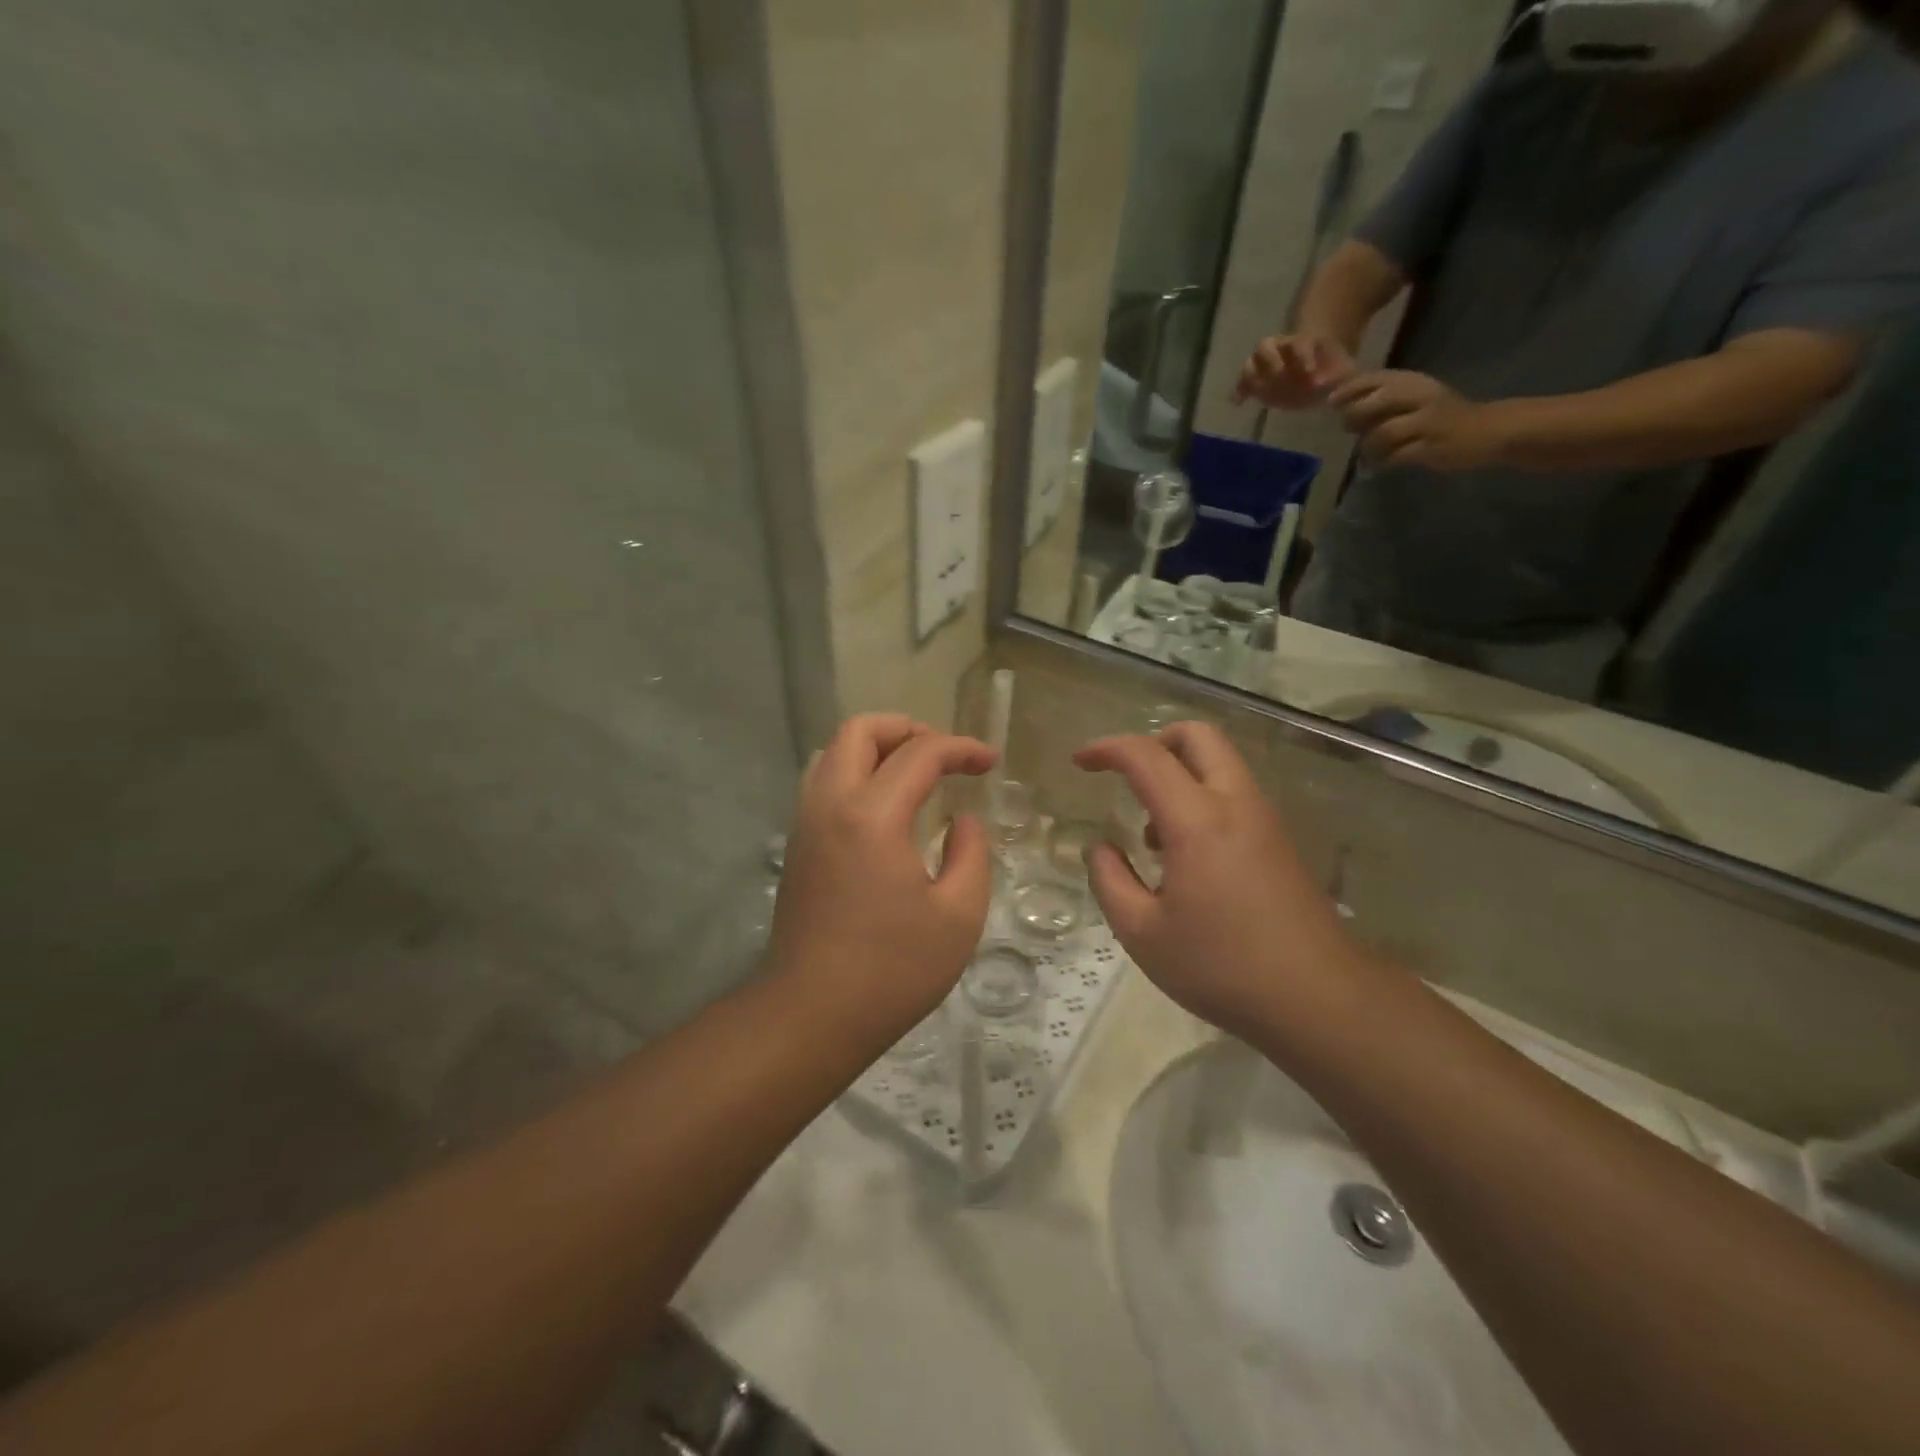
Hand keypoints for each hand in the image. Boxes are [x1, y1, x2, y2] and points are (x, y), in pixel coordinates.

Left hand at [770, 714, 996, 1036]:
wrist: (811, 1014)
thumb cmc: (892, 970)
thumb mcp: (958, 916)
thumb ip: (970, 854)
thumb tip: (962, 822)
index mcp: (872, 815)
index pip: (920, 753)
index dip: (961, 748)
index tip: (990, 762)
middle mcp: (830, 804)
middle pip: (859, 730)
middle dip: (908, 728)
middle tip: (943, 755)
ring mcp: (806, 822)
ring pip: (832, 751)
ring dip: (876, 748)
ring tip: (914, 774)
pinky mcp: (797, 845)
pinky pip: (822, 782)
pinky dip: (855, 772)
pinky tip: (884, 807)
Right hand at [1074, 723, 1359, 1038]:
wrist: (1319, 999)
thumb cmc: (1222, 966)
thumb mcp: (1143, 934)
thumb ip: (1110, 881)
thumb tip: (1101, 849)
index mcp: (1197, 821)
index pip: (1147, 756)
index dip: (1107, 749)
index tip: (1080, 763)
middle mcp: (1235, 804)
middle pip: (1197, 735)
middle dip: (1154, 741)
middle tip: (1124, 776)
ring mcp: (1264, 819)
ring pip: (1220, 762)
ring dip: (1179, 774)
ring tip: (1152, 834)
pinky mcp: (1279, 840)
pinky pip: (1234, 793)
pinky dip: (1201, 798)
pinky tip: (1186, 856)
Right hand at [1233, 334, 1355, 410]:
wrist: (1316, 373)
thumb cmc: (1328, 370)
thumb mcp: (1342, 368)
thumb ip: (1344, 377)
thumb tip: (1347, 392)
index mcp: (1301, 343)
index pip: (1299, 344)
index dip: (1303, 357)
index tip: (1311, 374)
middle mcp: (1278, 350)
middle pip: (1265, 346)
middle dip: (1271, 363)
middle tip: (1279, 380)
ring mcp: (1264, 366)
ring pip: (1250, 363)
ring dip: (1251, 376)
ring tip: (1256, 393)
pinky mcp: (1256, 383)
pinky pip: (1243, 384)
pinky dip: (1239, 391)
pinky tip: (1238, 403)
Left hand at [1329, 369, 1509, 469]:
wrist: (1488, 430)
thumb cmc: (1442, 415)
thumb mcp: (1415, 397)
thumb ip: (1383, 399)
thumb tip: (1342, 406)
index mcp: (1415, 382)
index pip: (1375, 378)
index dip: (1349, 389)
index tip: (1331, 402)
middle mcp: (1421, 397)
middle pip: (1375, 403)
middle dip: (1354, 417)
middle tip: (1350, 430)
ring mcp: (1427, 422)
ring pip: (1381, 433)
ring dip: (1368, 446)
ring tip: (1369, 452)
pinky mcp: (1430, 447)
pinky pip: (1394, 456)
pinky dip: (1381, 461)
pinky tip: (1381, 463)